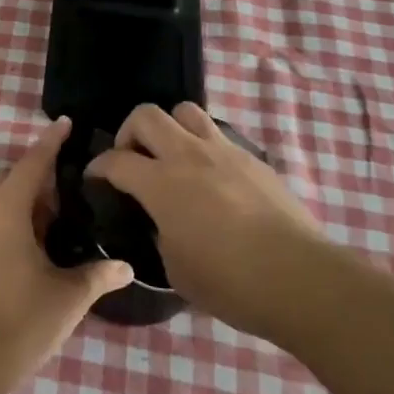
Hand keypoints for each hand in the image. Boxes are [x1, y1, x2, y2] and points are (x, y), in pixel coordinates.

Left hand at [0, 118, 131, 389]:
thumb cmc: (17, 323)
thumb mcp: (66, 299)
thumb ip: (97, 276)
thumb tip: (127, 267)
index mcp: (6, 207)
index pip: (33, 161)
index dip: (51, 142)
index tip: (65, 123)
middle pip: (9, 177)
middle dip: (35, 179)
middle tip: (64, 201)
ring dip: (15, 201)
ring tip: (44, 228)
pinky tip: (18, 251)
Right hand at [88, 103, 323, 340]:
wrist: (299, 277)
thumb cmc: (230, 282)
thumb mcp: (175, 268)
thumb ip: (159, 234)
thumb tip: (161, 222)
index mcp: (161, 183)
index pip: (115, 160)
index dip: (98, 167)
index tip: (95, 178)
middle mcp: (188, 155)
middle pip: (145, 115)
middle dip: (130, 132)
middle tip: (133, 159)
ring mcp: (223, 151)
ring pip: (185, 111)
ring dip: (170, 128)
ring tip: (173, 157)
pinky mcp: (253, 158)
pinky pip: (218, 136)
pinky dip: (204, 147)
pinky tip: (212, 177)